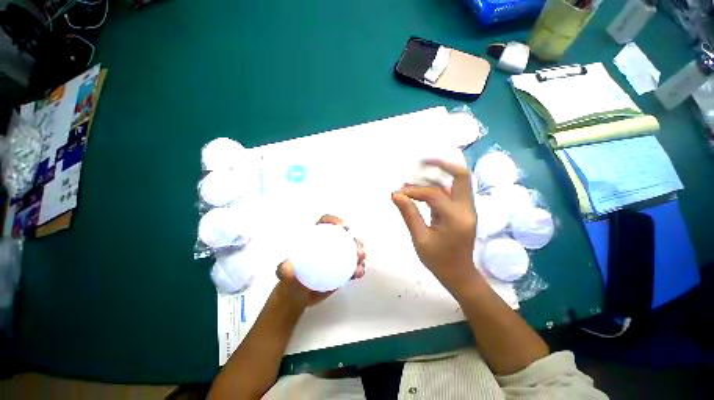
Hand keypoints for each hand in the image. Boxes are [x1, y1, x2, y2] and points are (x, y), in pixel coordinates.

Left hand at [275, 215, 366, 307]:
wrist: (298, 298)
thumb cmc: (290, 282)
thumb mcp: (283, 276)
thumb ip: (283, 271)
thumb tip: (288, 265)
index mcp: (315, 238)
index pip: (325, 224)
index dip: (334, 221)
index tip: (341, 227)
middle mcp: (328, 245)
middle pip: (344, 237)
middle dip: (353, 238)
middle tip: (356, 246)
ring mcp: (337, 257)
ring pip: (352, 250)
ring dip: (359, 252)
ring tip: (361, 258)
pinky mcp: (343, 270)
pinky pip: (353, 267)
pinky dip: (358, 268)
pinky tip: (359, 273)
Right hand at [391, 160, 477, 292]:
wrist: (459, 274)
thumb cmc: (439, 260)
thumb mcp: (420, 239)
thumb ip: (409, 214)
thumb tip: (395, 195)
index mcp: (456, 218)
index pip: (433, 194)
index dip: (414, 191)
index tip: (398, 193)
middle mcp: (466, 209)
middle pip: (461, 176)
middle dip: (441, 165)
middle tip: (421, 162)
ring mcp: (467, 209)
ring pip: (457, 182)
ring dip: (438, 175)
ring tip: (418, 174)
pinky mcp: (463, 211)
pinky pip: (452, 192)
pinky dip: (438, 186)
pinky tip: (422, 189)